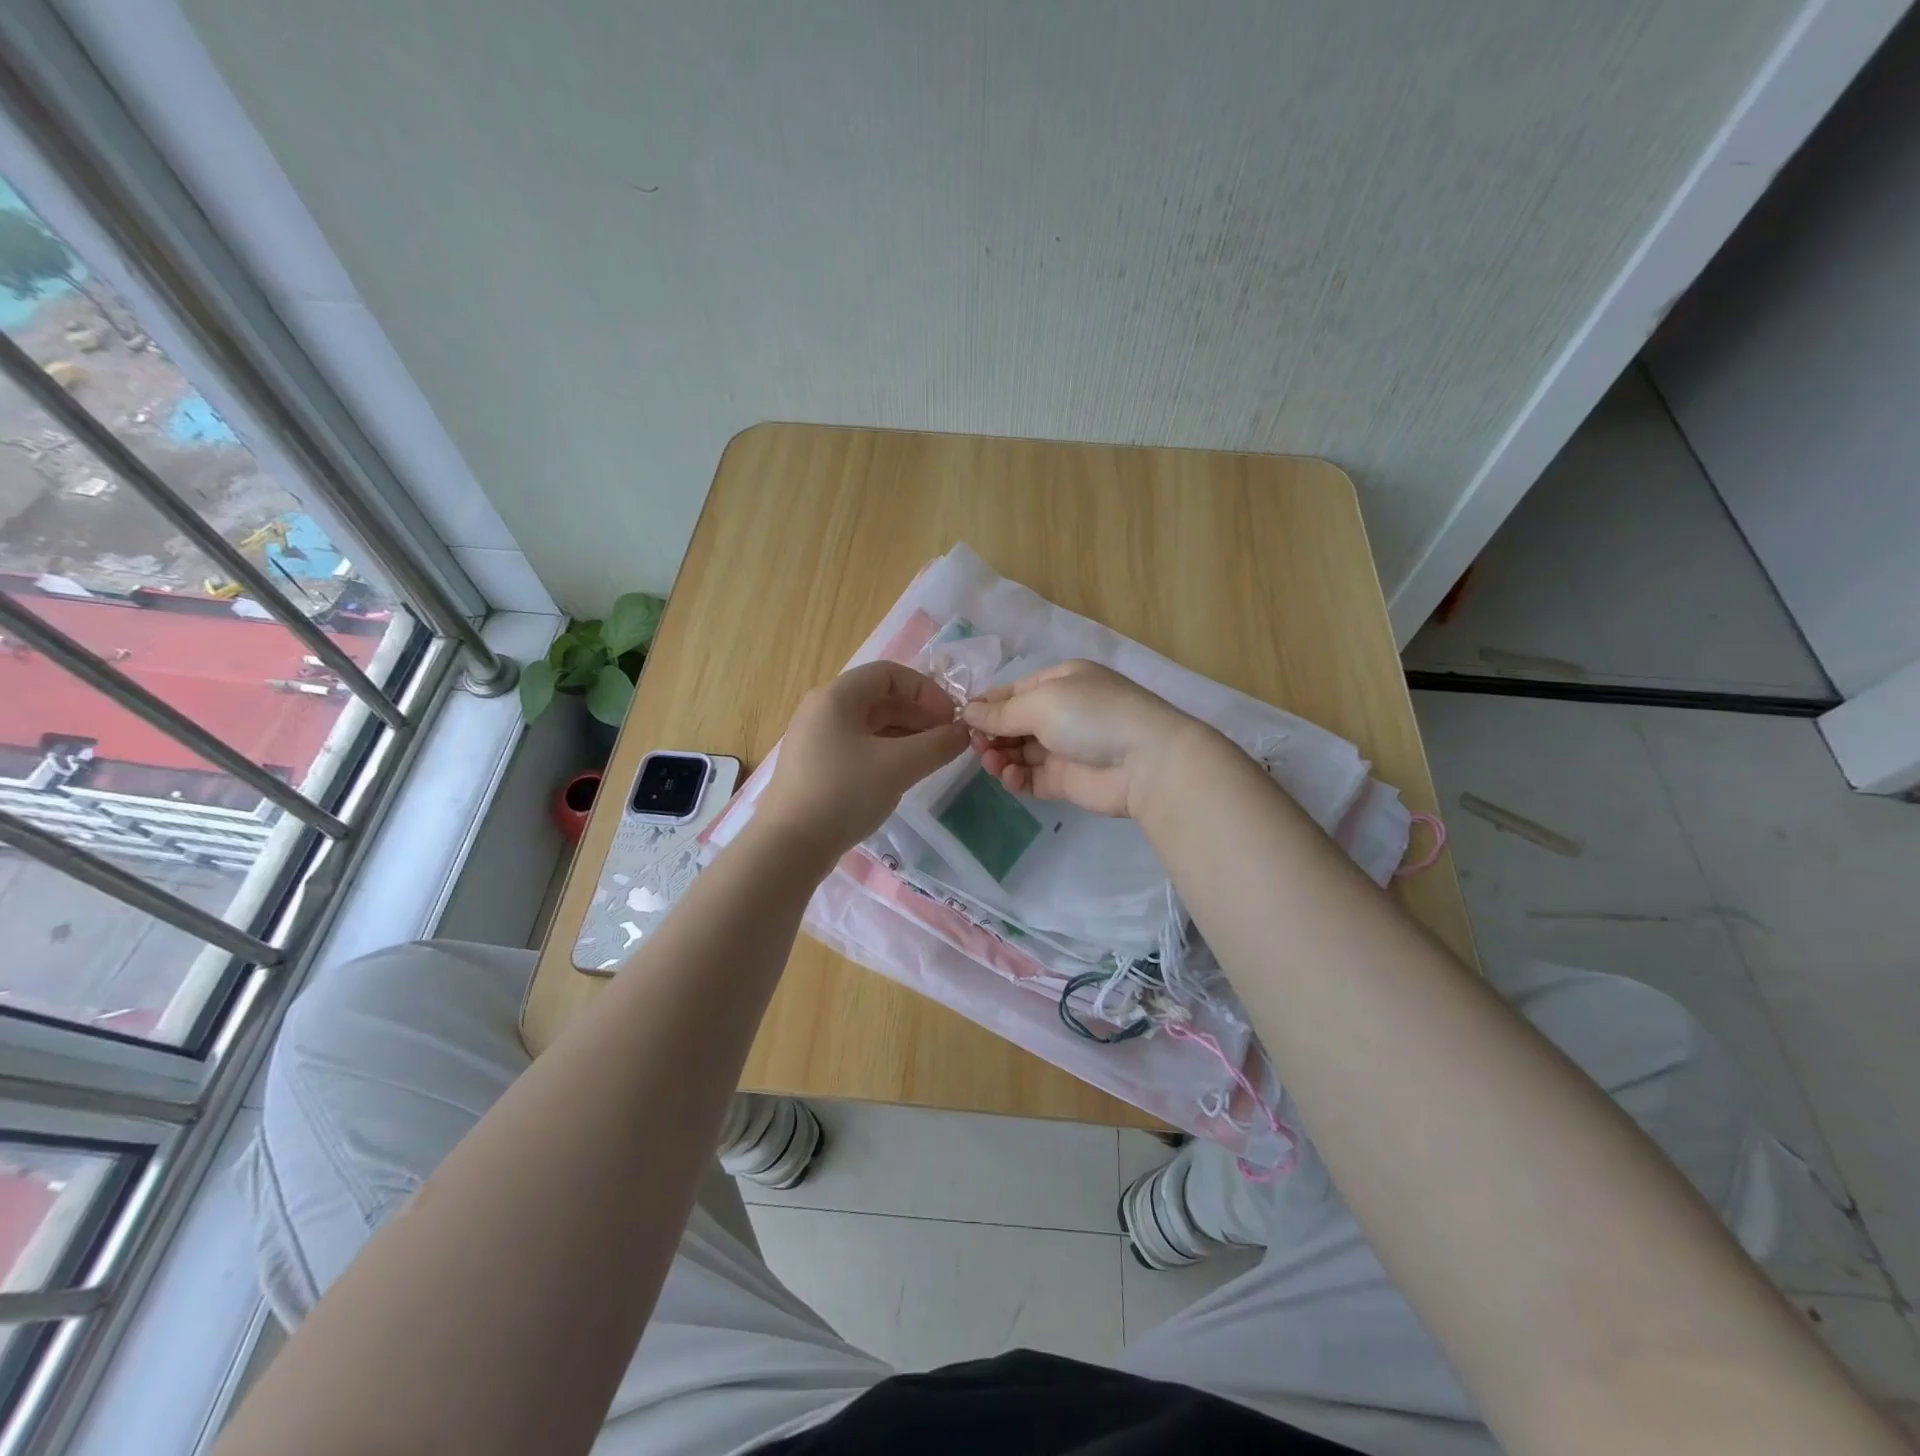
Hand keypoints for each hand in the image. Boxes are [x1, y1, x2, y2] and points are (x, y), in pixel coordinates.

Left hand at [756, 661, 969, 859]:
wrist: (789, 846)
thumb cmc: (844, 793)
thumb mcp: (898, 766)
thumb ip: (937, 745)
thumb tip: (963, 733)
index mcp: (836, 697)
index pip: (889, 673)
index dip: (926, 690)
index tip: (950, 717)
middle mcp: (822, 710)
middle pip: (879, 698)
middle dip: (919, 714)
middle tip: (947, 739)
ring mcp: (816, 739)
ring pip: (870, 724)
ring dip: (906, 734)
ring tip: (932, 757)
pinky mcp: (816, 766)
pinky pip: (859, 746)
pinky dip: (886, 751)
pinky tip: (904, 773)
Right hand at [961, 660, 1201, 817]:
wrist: (1145, 762)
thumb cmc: (1091, 716)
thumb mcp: (1041, 702)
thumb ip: (1001, 712)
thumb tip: (968, 713)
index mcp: (1060, 682)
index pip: (1013, 692)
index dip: (987, 705)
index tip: (961, 719)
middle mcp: (1061, 712)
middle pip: (1013, 723)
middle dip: (991, 733)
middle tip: (975, 744)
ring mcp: (1063, 748)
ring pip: (1018, 752)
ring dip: (1000, 755)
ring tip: (992, 761)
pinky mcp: (1065, 781)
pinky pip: (1030, 778)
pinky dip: (1015, 778)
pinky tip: (1009, 776)